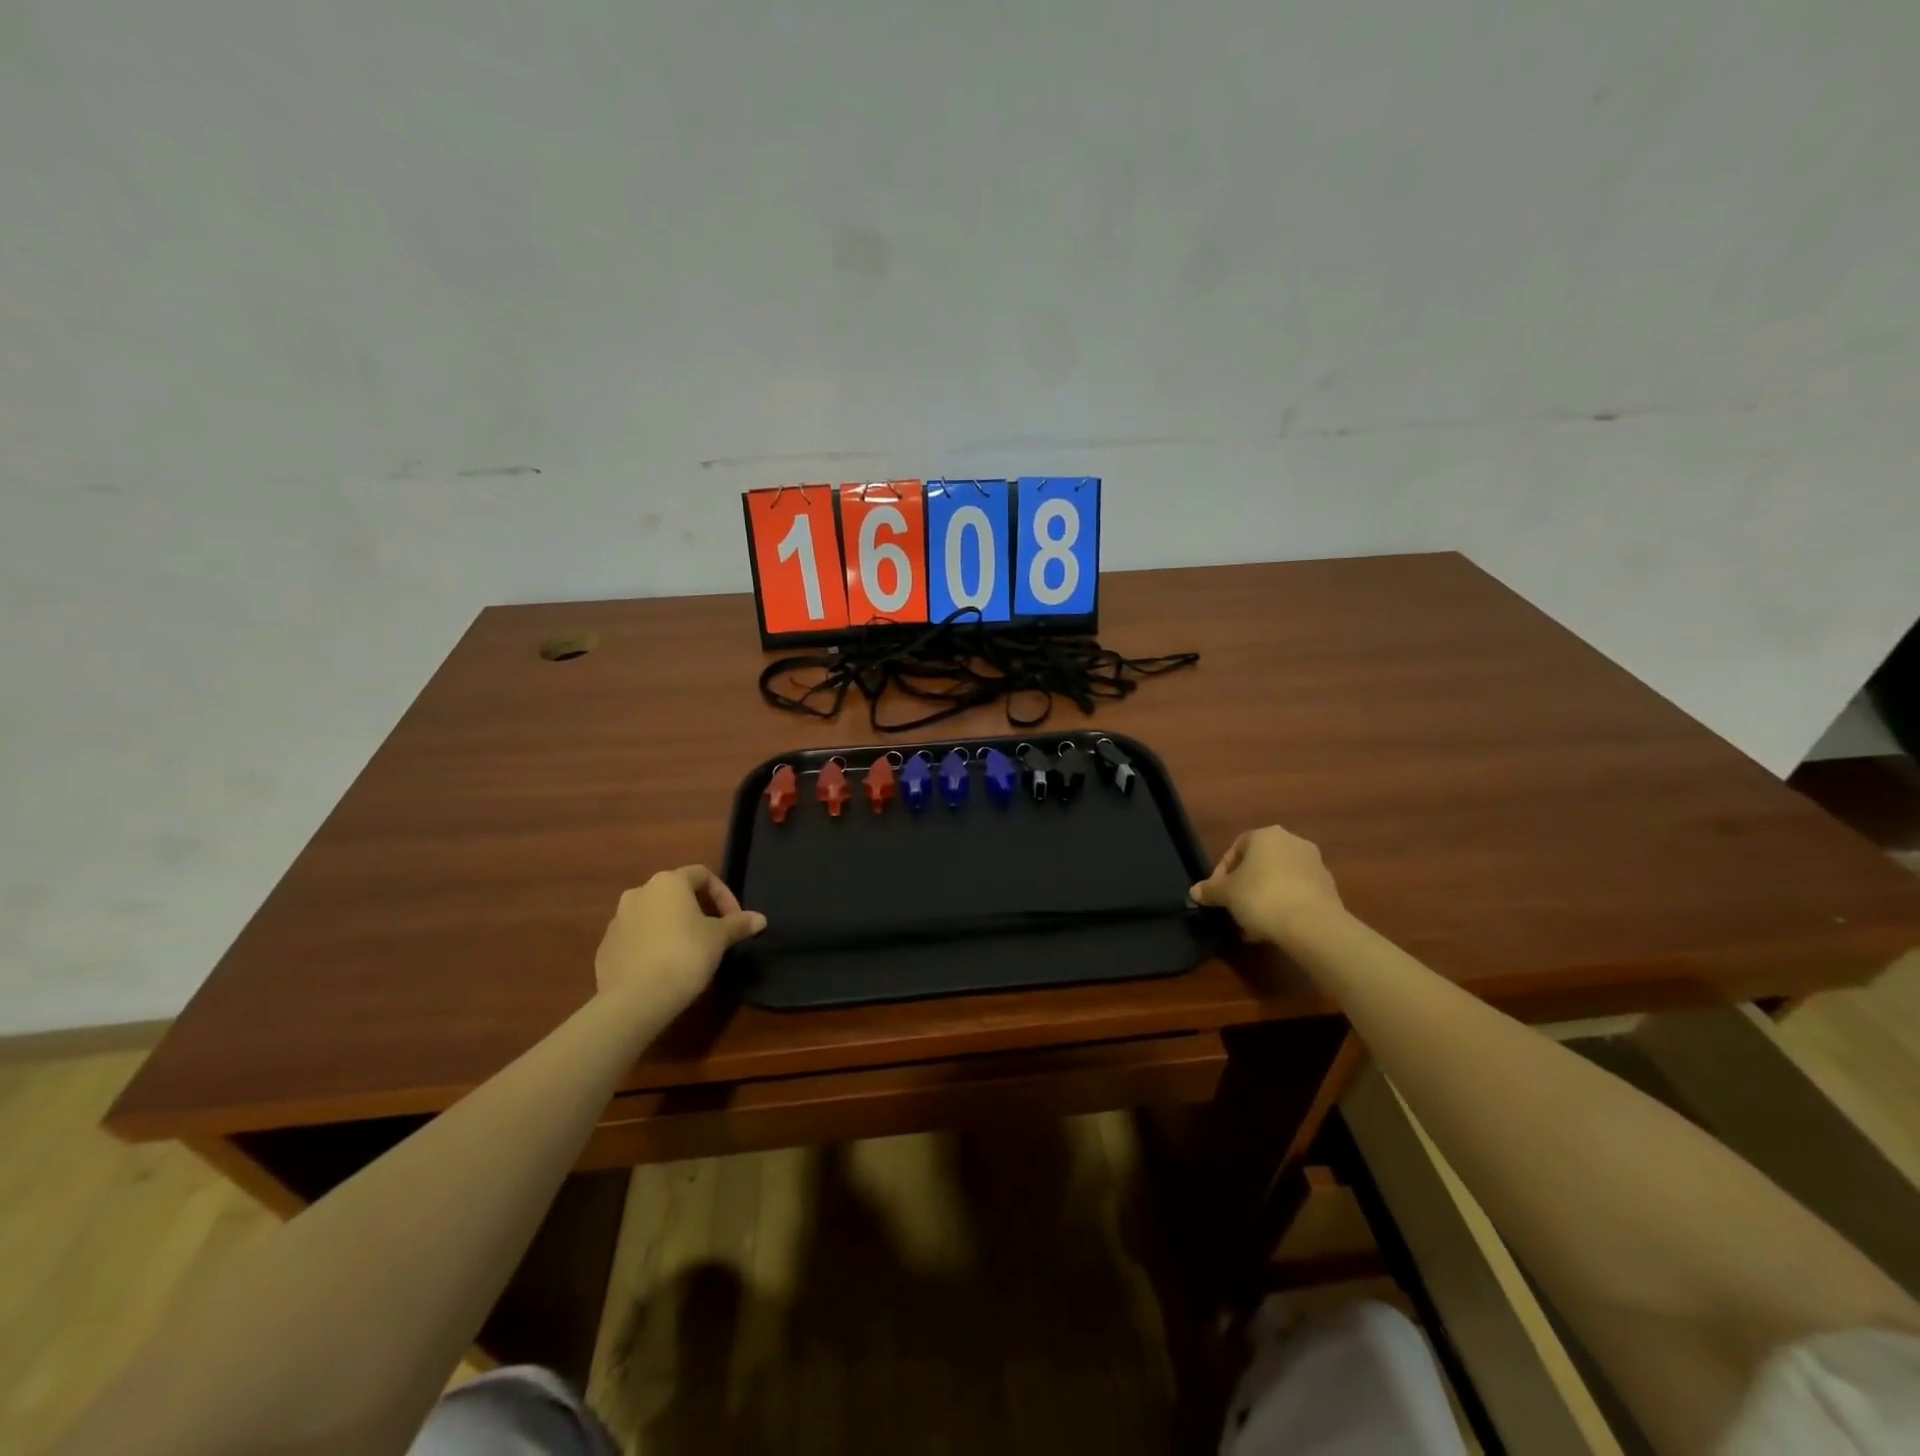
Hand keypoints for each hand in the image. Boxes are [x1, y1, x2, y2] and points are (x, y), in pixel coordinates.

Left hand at [594, 866, 765, 1012]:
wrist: (634, 1000)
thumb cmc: (684, 955)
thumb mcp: (719, 938)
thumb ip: (739, 924)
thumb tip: (760, 919)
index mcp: (668, 882)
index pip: (702, 875)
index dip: (723, 894)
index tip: (734, 919)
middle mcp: (639, 893)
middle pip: (675, 894)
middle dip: (697, 910)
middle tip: (713, 934)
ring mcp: (617, 920)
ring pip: (654, 915)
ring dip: (673, 927)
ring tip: (689, 952)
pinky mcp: (605, 947)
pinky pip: (636, 938)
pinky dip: (652, 945)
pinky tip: (664, 968)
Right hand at [1191, 826, 1344, 945]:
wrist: (1313, 925)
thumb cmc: (1261, 897)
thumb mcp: (1226, 894)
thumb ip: (1210, 890)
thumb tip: (1195, 892)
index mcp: (1265, 835)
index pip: (1236, 849)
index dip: (1222, 872)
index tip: (1217, 894)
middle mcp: (1292, 842)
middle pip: (1259, 864)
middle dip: (1244, 886)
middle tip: (1234, 908)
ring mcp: (1314, 864)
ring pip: (1279, 880)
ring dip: (1264, 898)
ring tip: (1252, 924)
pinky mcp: (1329, 888)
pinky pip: (1297, 894)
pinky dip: (1284, 906)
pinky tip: (1274, 928)